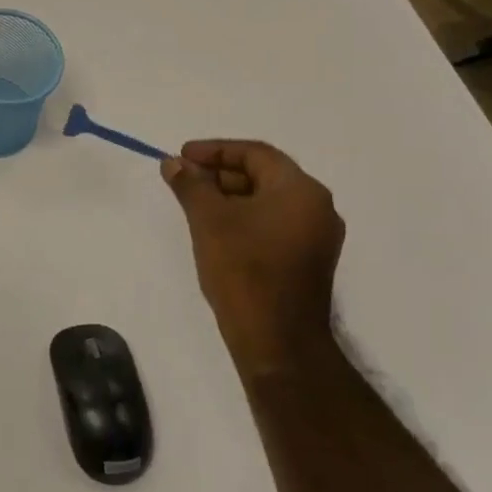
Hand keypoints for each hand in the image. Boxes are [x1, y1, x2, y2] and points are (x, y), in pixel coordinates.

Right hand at [161, 141, 345, 380]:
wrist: (277, 340)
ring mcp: (316, 237)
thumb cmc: (244, 270)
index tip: (182, 156)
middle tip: (184, 180)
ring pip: (268, 201)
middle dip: (221, 173)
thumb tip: (173, 163)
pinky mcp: (308, 261)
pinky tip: (216, 230)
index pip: (256, 153)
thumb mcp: (208, 220)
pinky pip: (274, 224)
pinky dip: (245, 218)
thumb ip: (190, 185)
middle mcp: (317, 207)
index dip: (215, 150)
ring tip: (194, 204)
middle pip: (264, 175)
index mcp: (300, 190)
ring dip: (231, 196)